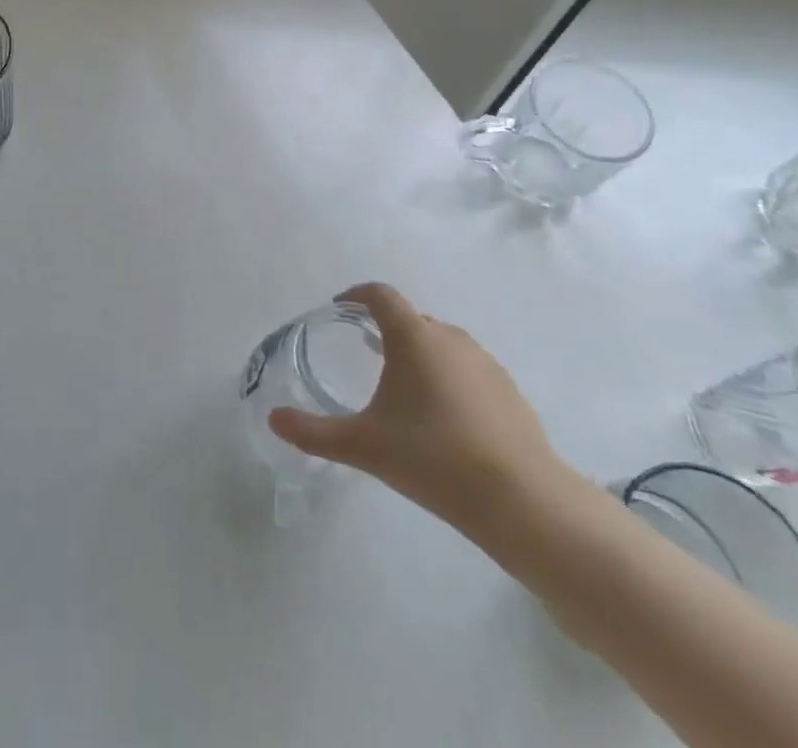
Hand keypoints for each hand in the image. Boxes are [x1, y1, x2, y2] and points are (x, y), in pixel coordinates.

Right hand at [268, 282, 570, 532]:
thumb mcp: (364, 446)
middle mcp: (450, 337)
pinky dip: (447, 377)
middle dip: (385, 329)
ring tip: (401, 387)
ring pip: (440, 344)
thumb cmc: (435, 459)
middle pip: (410, 319)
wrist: (524, 502)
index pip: (380, 295)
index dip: (356, 295)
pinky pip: (466, 369)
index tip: (338, 308)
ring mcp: (485, 362)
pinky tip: (443, 418)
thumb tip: (273, 419)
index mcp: (414, 336)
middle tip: (364, 353)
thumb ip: (313, 432)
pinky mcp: (509, 390)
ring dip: (417, 354)